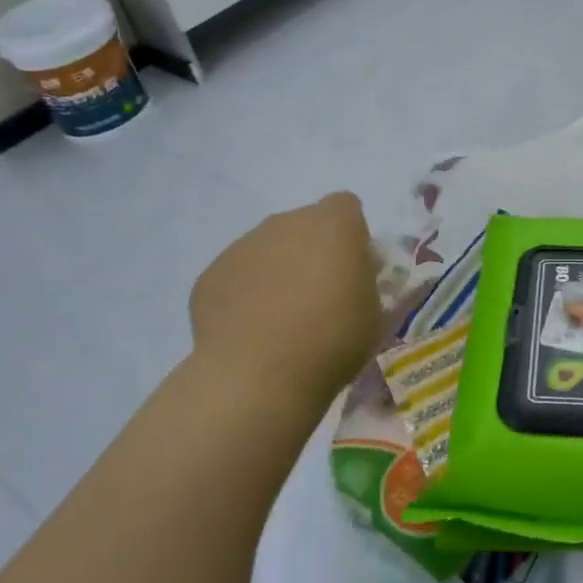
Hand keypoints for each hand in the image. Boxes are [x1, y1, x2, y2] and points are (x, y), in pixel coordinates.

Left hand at [188, 192, 380, 405]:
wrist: (259, 375)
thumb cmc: (332, 339)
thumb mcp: (373, 310)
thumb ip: (362, 279)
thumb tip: (348, 272)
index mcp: (333, 225)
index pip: (345, 206)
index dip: (350, 234)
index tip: (352, 268)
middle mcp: (285, 223)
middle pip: (304, 226)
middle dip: (312, 252)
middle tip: (318, 297)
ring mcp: (242, 246)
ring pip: (267, 249)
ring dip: (277, 271)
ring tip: (281, 320)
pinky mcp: (210, 274)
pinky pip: (237, 276)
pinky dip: (245, 295)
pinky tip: (251, 332)